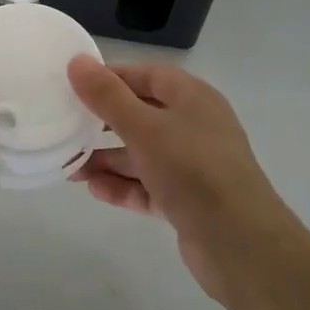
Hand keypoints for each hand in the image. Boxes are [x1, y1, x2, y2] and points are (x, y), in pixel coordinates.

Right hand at [68, 58, 293, 300]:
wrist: (242, 247)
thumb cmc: (193, 170)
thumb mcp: (144, 128)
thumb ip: (108, 96)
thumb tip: (77, 61)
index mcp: (192, 98)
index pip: (145, 75)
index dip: (110, 77)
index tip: (73, 86)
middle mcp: (194, 126)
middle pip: (141, 114)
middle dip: (102, 123)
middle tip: (66, 128)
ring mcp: (193, 166)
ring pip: (142, 153)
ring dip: (108, 159)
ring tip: (71, 168)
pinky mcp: (188, 201)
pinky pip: (149, 185)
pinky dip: (124, 186)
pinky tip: (94, 190)